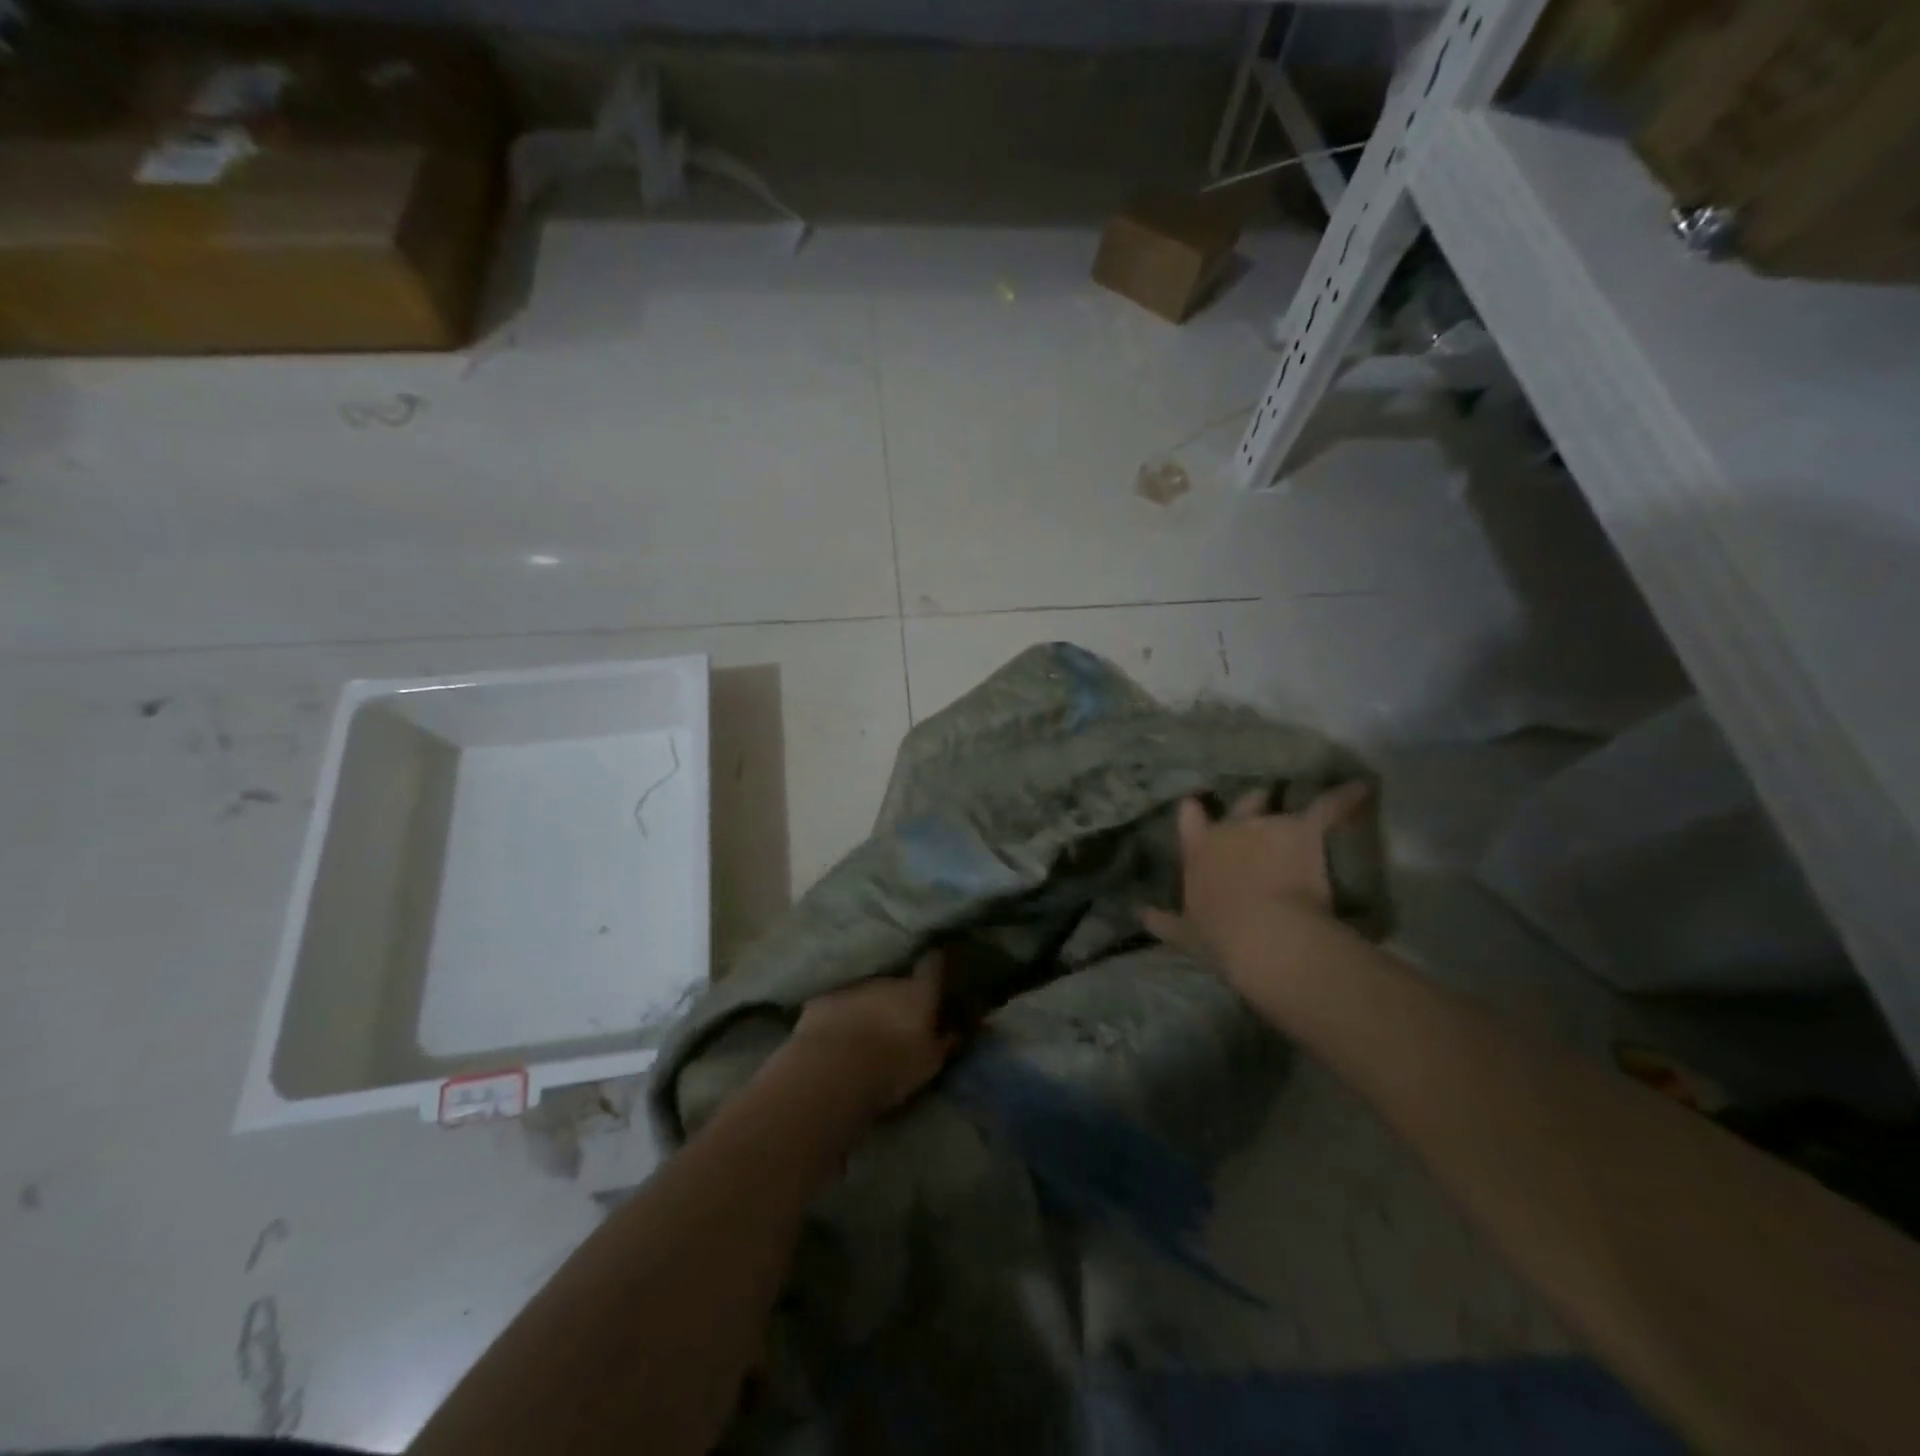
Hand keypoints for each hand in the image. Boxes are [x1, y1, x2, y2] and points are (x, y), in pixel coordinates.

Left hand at [788, 953, 956, 1119]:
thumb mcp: (929, 1063)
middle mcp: (887, 980)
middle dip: (899, 990)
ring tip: (867, 1023)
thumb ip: (944, 1042)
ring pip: (866, 988)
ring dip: (869, 1001)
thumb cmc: (891, 1068)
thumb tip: (955, 1029)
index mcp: (918, 992)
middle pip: (897, 978)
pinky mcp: (822, 998)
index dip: (936, 962)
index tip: (938, 963)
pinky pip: (837, 1000)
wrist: (832, 1070)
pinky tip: (836, 1028)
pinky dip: (840, 1010)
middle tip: (899, 1011)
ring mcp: (853, 986)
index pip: (933, 963)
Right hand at [1141, 783, 1371, 968]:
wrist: (1263, 935)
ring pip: (1281, 805)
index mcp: (1200, 850)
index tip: (1198, 803)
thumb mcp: (1184, 934)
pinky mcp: (1303, 831)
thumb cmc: (1219, 936)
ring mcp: (1268, 826)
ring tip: (1308, 799)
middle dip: (1252, 803)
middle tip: (1261, 804)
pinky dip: (1345, 797)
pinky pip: (1328, 807)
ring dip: (1292, 808)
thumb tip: (1138, 912)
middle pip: (1242, 804)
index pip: (1191, 818)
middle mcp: (1231, 829)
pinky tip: (1361, 787)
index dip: (1196, 810)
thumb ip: (1162, 921)